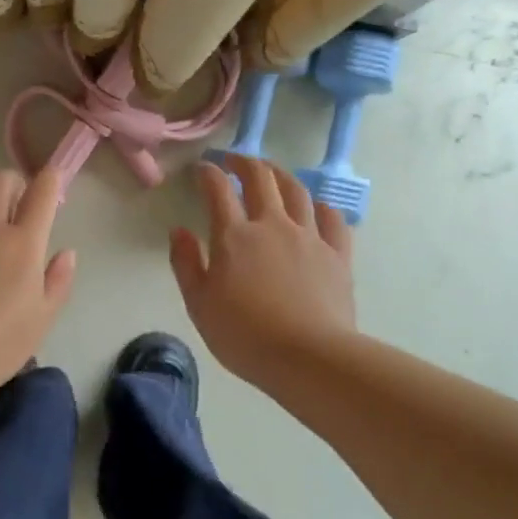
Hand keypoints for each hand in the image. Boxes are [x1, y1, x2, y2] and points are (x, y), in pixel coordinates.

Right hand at [170, 153, 355, 383]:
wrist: (308, 357)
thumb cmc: (244, 335)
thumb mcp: (199, 305)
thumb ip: (186, 264)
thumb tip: (180, 231)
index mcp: (234, 236)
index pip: (218, 190)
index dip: (208, 173)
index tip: (201, 169)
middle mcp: (273, 225)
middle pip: (260, 178)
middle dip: (244, 162)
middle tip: (234, 161)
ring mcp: (309, 237)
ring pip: (297, 191)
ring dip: (281, 176)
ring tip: (272, 174)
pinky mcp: (337, 254)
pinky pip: (332, 219)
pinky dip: (320, 207)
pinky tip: (316, 209)